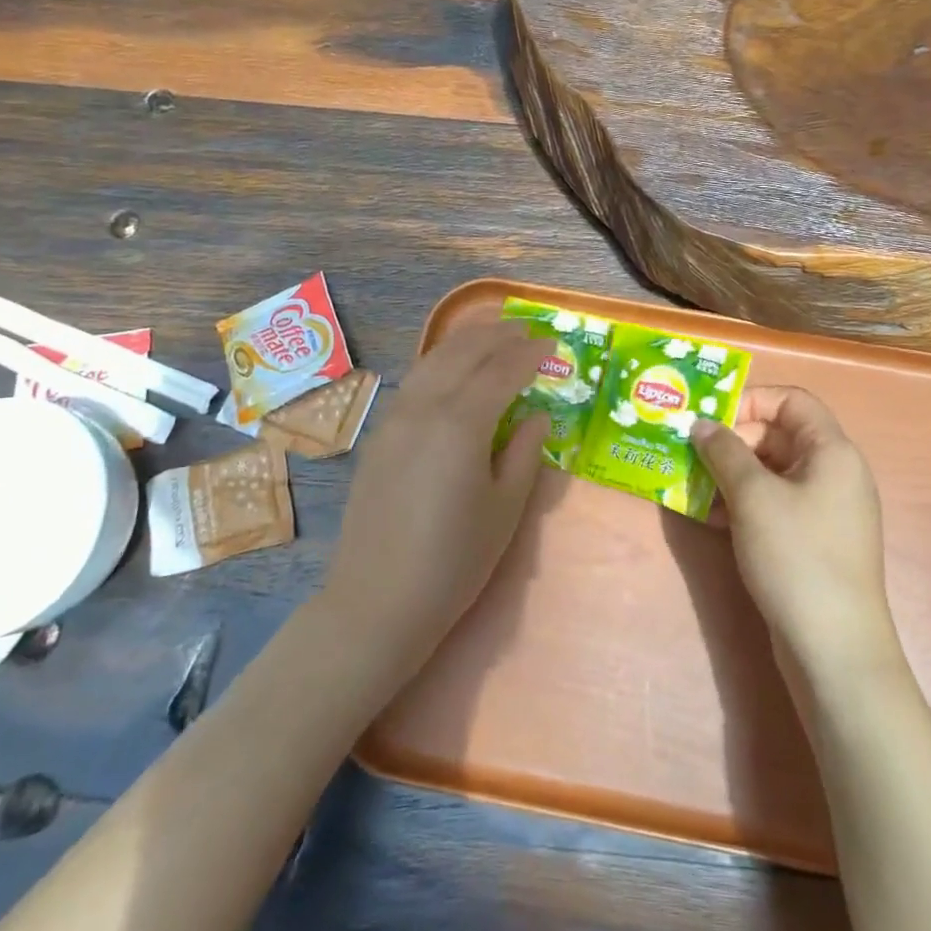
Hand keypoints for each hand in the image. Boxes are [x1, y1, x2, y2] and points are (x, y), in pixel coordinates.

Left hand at [322, 319, 548, 671]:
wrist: (377, 600)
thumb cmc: (454, 561)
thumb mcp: (505, 509)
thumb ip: (526, 453)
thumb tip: (537, 414)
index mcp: (462, 423)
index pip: (502, 370)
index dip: (530, 353)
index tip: (552, 342)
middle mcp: (425, 407)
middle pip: (464, 352)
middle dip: (497, 335)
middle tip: (526, 329)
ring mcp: (395, 417)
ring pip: (433, 360)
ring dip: (466, 341)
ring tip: (491, 334)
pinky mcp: (379, 434)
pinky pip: (415, 379)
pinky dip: (440, 361)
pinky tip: (451, 368)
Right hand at [690, 387, 901, 676]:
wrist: (834, 649)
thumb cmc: (796, 556)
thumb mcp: (753, 496)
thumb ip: (724, 452)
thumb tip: (702, 424)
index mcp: (832, 450)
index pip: (791, 399)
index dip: (749, 399)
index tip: (709, 417)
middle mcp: (833, 472)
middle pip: (778, 434)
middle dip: (732, 441)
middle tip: (690, 453)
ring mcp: (824, 509)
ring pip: (771, 472)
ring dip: (730, 474)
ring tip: (690, 485)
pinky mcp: (812, 540)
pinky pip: (773, 504)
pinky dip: (742, 502)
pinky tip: (709, 517)